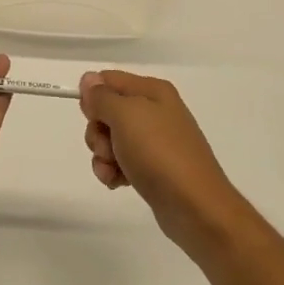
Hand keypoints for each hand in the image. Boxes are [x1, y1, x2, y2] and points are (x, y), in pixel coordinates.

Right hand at [80, 70, 251, 267]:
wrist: (195, 206)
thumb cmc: (159, 153)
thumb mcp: (125, 116)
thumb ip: (102, 96)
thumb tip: (89, 79)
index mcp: (152, 91)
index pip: (107, 80)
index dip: (93, 98)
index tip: (92, 117)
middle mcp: (154, 111)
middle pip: (106, 111)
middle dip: (97, 131)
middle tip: (108, 148)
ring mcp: (154, 141)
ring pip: (110, 139)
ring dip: (103, 155)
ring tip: (113, 171)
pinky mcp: (152, 167)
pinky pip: (121, 161)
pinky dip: (113, 171)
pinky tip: (118, 183)